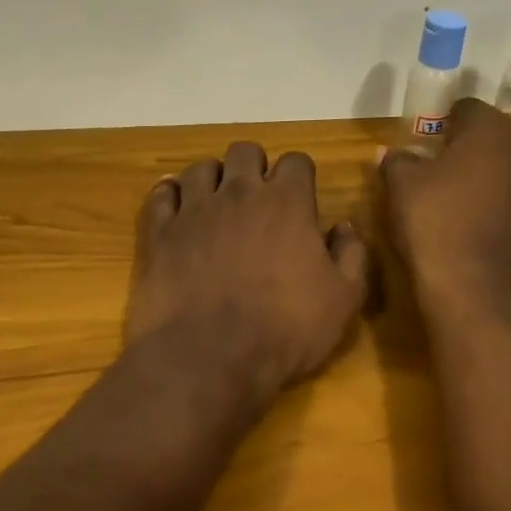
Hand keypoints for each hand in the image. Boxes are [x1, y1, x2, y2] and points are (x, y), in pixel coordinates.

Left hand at [127, 142, 369, 393]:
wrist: (210, 358)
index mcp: (287, 203)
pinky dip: (170, 195)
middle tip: (257, 197)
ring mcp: (193, 210)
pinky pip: (160, 194)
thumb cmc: (285, 330)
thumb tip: (345, 227)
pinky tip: (176, 209)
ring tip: (215, 203)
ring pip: (200, 168)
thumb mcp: (343, 300)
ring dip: (212, 179)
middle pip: (245, 152)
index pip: (296, 162)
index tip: (301, 197)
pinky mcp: (158, 233)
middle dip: (254, 166)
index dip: (300, 175)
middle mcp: (239, 193)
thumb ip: (352, 256)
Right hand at [381, 98, 510, 325]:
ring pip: (504, 170)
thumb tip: (393, 153)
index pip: (467, 108)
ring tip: (451, 198)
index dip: (443, 120)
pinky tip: (468, 225)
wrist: (473, 291)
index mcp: (492, 131)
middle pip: (490, 138)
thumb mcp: (401, 186)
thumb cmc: (434, 223)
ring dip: (482, 176)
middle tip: (434, 167)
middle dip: (465, 147)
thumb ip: (398, 160)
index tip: (424, 140)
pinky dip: (493, 205)